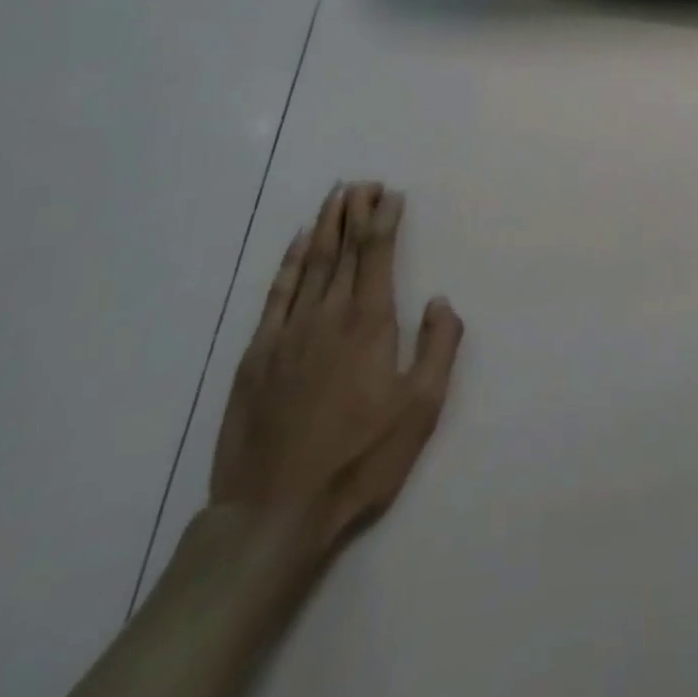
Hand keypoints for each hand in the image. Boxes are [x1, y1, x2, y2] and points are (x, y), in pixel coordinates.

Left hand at [209, 182, 463, 550]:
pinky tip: (296, 243)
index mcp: (369, 323)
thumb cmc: (359, 460)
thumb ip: (438, 347)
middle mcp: (327, 315)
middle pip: (342, 248)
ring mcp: (287, 333)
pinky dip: (287, 262)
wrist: (274, 514)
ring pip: (308, 263)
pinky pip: (276, 294)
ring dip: (324, 225)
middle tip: (364, 182)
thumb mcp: (420, 409)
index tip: (391, 193)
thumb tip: (440, 300)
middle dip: (355, 211)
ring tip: (336, 196)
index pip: (376, 253)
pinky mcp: (257, 355)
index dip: (384, 219)